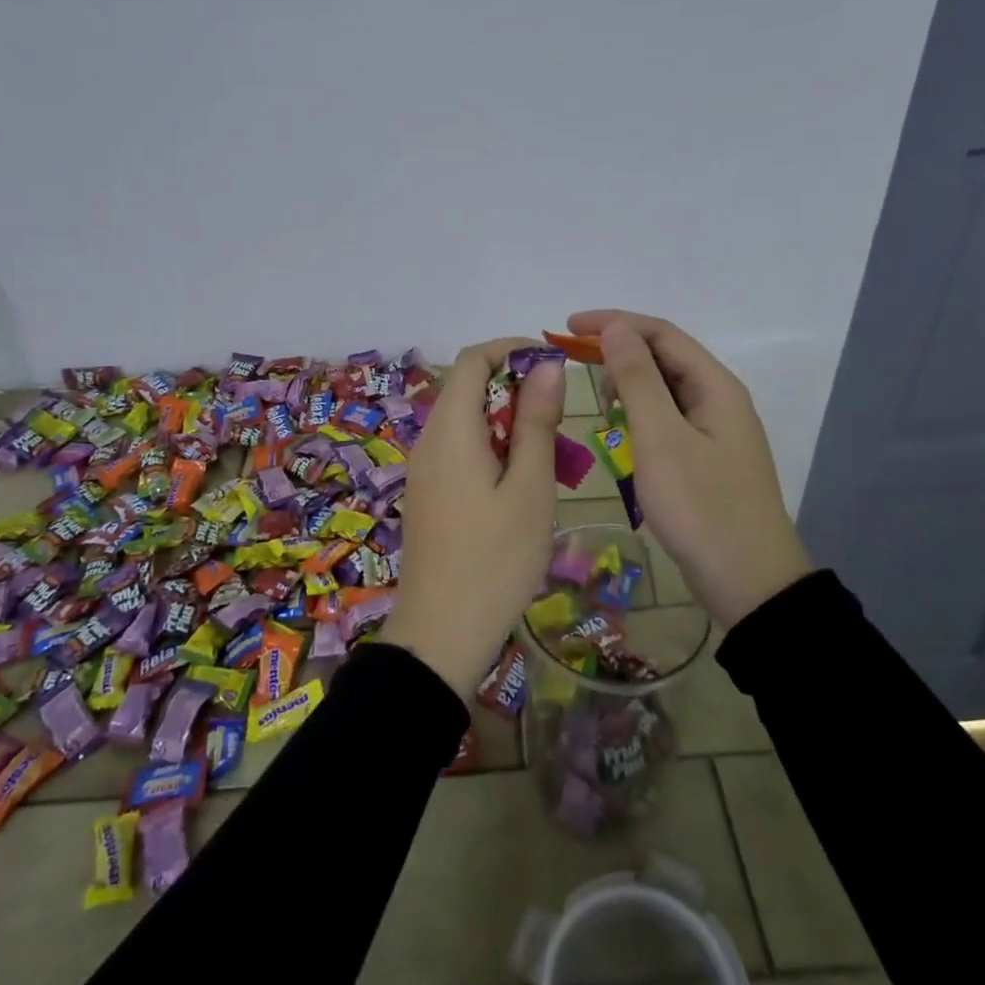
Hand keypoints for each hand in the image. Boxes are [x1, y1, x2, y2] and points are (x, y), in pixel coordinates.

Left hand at [382, 338, 565, 695]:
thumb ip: (537, 421)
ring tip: (549, 461)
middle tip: (560, 426)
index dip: (512, 350)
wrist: (442, 634)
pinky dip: (494, 451)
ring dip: (510, 426)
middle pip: (469, 389)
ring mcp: (424, 469)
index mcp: (450, 429)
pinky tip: (522, 488)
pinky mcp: (428, 494)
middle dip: (517, 393)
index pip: (472, 359)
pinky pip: (461, 452)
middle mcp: (429, 440)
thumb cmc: (496, 559)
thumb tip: (546, 365)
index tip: (553, 367)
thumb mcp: (530, 487)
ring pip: (468, 423)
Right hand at [567, 309, 812, 628]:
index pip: (661, 334)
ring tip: (600, 405)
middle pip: (665, 357)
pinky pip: (668, 420)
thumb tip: (615, 328)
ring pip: (665, 390)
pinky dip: (640, 416)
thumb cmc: (701, 507)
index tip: (567, 328)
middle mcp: (719, 399)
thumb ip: (637, 379)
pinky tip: (623, 433)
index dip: (614, 323)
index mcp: (715, 386)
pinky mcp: (706, 458)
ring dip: (630, 385)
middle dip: (619, 353)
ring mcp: (715, 431)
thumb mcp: (661, 439)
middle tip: (576, 367)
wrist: (749, 582)